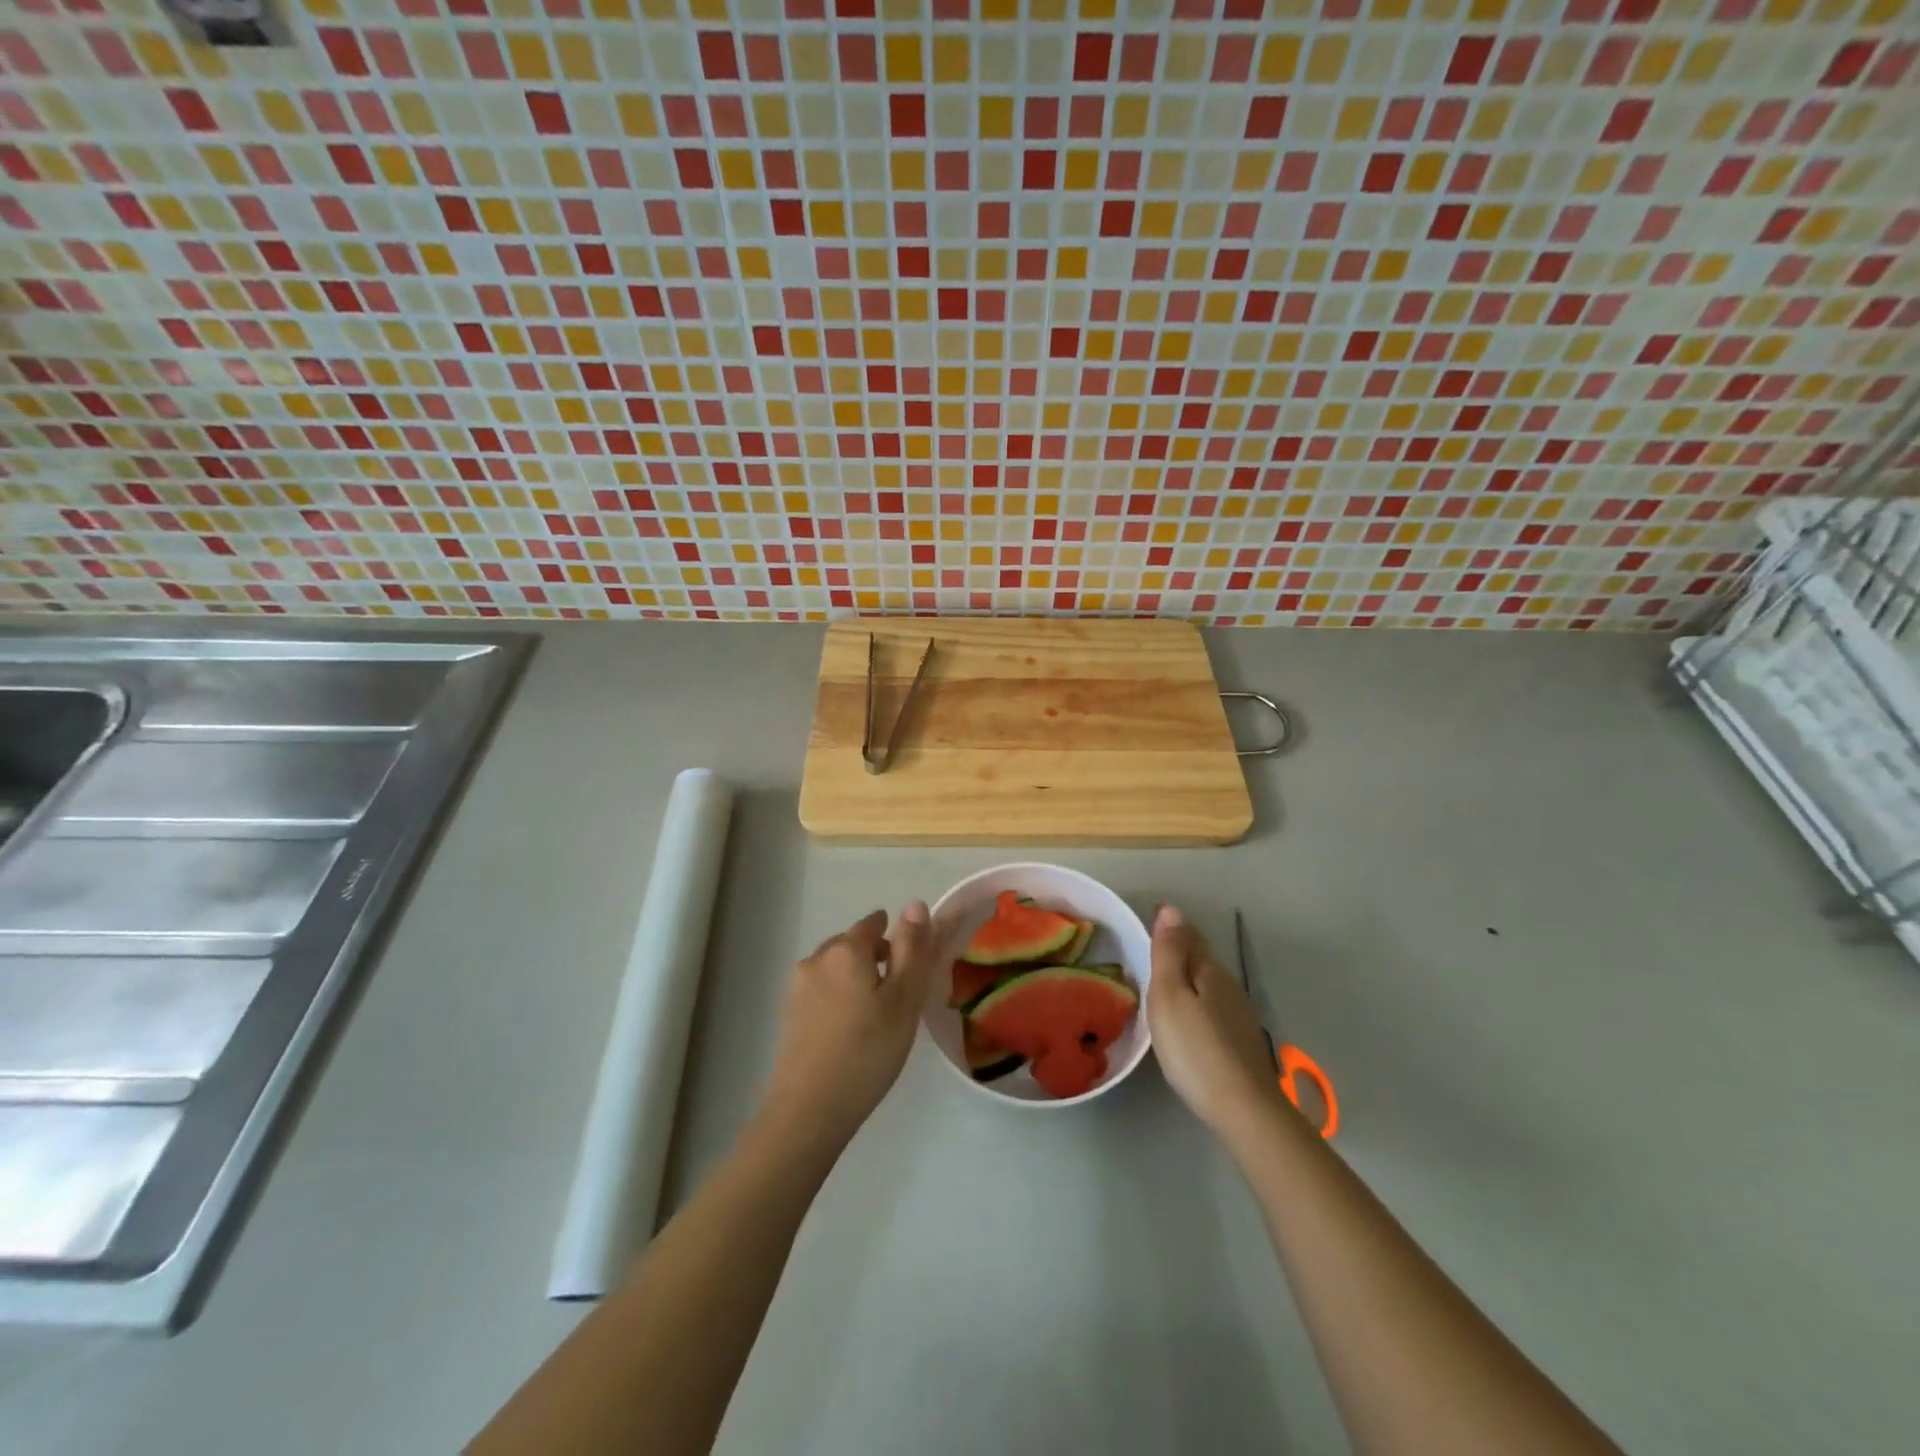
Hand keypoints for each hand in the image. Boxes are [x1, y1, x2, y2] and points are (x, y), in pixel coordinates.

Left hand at [762, 903, 933, 1151]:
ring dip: (855, 979)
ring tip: (875, 1015)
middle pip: (851, 945)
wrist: (809, 1110)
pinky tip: (850, 1030)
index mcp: (845, 950)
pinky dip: (839, 999)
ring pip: (834, 969)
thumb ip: (912, 949)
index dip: (895, 938)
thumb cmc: (867, 1051)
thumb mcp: (903, 999)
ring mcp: (797, 988)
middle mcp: (816, 959)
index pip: (873, 923)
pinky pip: (822, 992)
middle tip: (898, 993)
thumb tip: (915, 904)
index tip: (910, 964)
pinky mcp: (788, 1015)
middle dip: (874, 957)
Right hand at [1147, 904, 1283, 1133]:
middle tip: (1152, 947)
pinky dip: (1198, 1001)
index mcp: (1209, 971)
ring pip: (1209, 984)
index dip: (1170, 926)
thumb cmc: (1195, 1048)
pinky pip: (1213, 1006)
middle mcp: (1228, 987)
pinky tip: (1189, 1017)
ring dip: (1189, 975)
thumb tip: (1171, 909)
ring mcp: (1238, 1015)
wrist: (1243, 1109)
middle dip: (1180, 948)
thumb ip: (1169, 953)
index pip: (1189, 936)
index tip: (1149, 917)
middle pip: (1201, 958)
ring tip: (1165, 980)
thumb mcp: (1169, 996)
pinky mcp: (1240, 1042)